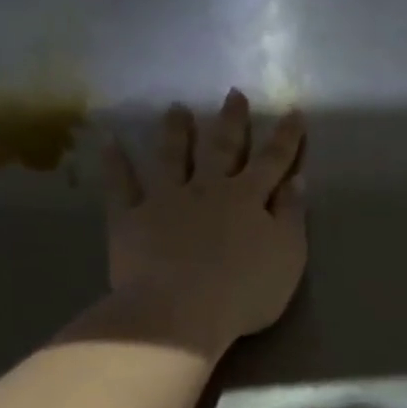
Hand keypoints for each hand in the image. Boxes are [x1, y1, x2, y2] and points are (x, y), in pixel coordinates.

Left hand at [90, 91, 306, 354]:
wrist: (181, 312)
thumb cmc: (245, 290)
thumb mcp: (287, 256)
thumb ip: (291, 216)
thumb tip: (296, 181)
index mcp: (248, 198)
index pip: (272, 161)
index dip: (285, 138)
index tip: (293, 112)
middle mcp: (207, 189)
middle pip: (221, 148)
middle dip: (231, 121)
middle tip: (233, 94)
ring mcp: (165, 200)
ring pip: (172, 156)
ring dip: (176, 131)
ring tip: (176, 108)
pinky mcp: (130, 219)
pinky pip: (121, 186)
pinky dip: (115, 164)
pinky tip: (110, 143)